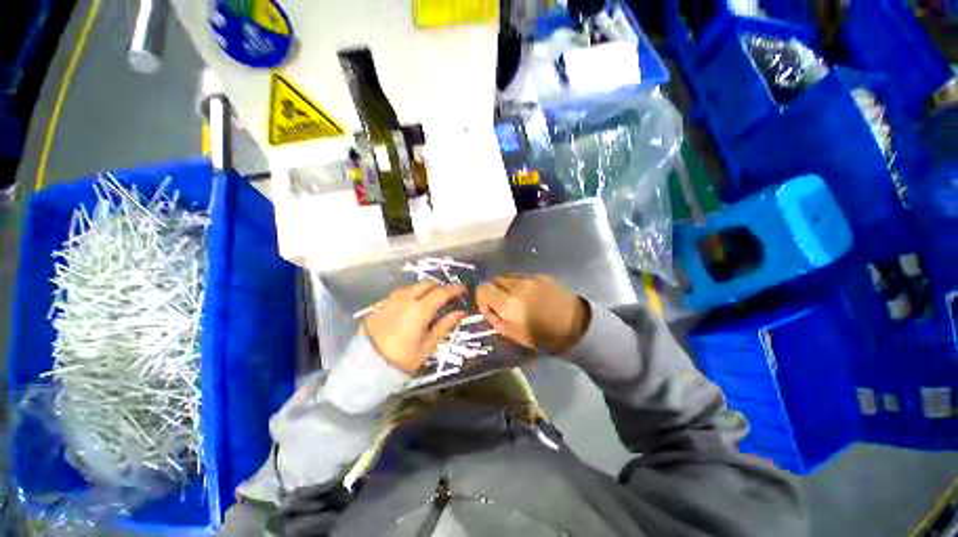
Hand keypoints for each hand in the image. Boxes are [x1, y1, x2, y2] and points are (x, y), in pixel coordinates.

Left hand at [363, 282, 466, 372]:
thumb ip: (445, 325)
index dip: (454, 289)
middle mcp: (406, 299)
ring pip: (413, 286)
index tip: (463, 289)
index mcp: (420, 310)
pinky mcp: (381, 304)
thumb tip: (461, 312)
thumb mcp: (428, 345)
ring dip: (425, 289)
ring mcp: (392, 300)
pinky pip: (400, 292)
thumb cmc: (403, 359)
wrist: (367, 366)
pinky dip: (411, 293)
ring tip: (430, 299)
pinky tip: (411, 303)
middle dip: (439, 286)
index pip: (442, 292)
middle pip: (427, 284)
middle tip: (446, 295)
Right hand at [476, 274, 589, 353]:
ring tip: (514, 298)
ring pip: (507, 276)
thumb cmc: (545, 336)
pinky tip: (528, 294)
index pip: (483, 289)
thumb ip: (497, 320)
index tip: (488, 309)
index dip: (481, 299)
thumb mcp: (515, 335)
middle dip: (493, 291)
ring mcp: (531, 278)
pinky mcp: (542, 275)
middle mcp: (518, 285)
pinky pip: (522, 276)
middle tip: (500, 304)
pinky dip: (518, 283)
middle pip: (494, 279)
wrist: (577, 326)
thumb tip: (489, 310)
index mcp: (509, 303)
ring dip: (505, 286)